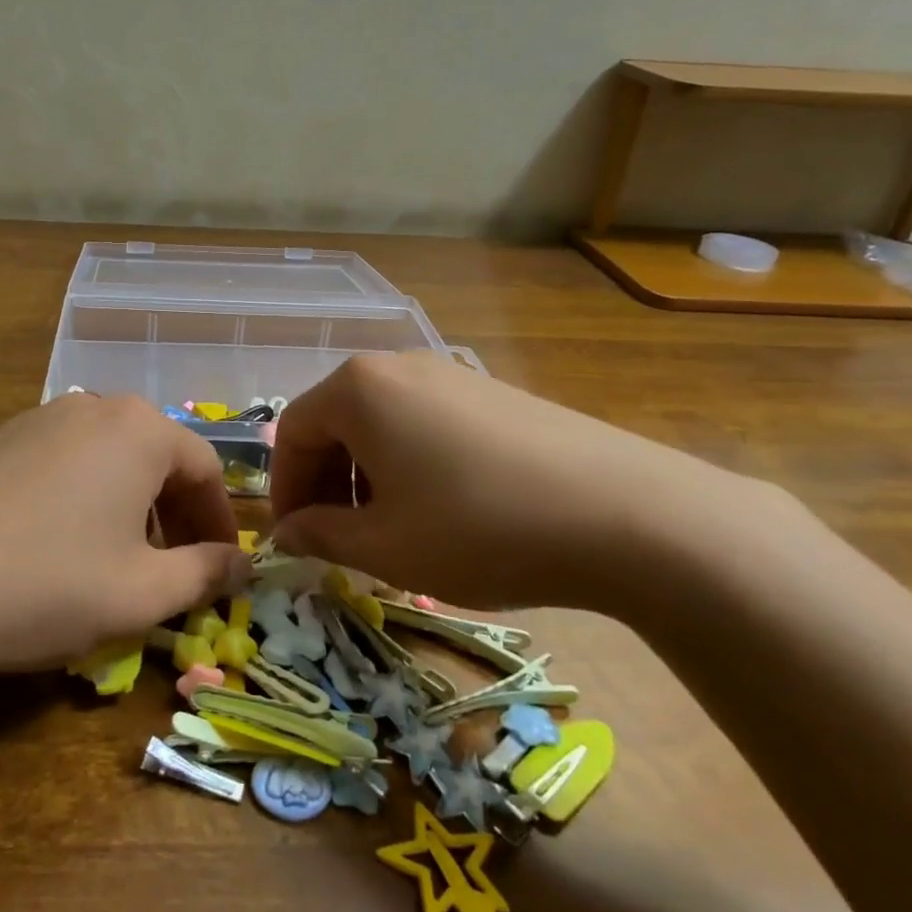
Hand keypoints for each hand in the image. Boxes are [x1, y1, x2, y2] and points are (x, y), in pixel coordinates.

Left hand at [0, 394, 248, 676]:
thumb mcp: (141, 592)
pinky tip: (63, 544)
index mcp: (141, 430)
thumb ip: (204, 574)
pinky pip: (69, 461)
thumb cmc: (45, 583)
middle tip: (174, 570)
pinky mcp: (3, 438)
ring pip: (112, 458)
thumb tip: (242, 565)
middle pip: (158, 457)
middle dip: (175, 514)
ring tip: (121, 560)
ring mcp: (43, 417)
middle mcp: (96, 407)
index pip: (205, 469)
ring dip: (132, 506)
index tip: (220, 569)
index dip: (219, 523)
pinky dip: (87, 497)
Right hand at [268, 352, 764, 614]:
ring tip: (389, 528)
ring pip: (381, 423)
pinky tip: (442, 508)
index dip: (285, 490)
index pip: (293, 432)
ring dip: (366, 475)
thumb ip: (320, 536)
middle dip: (325, 482)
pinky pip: (425, 422)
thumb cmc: (477, 527)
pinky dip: (409, 462)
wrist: (625, 514)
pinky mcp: (493, 392)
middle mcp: (398, 366)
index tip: (294, 539)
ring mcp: (451, 374)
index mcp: (358, 389)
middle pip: (335, 421)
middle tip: (337, 538)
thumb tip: (286, 534)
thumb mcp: (385, 546)